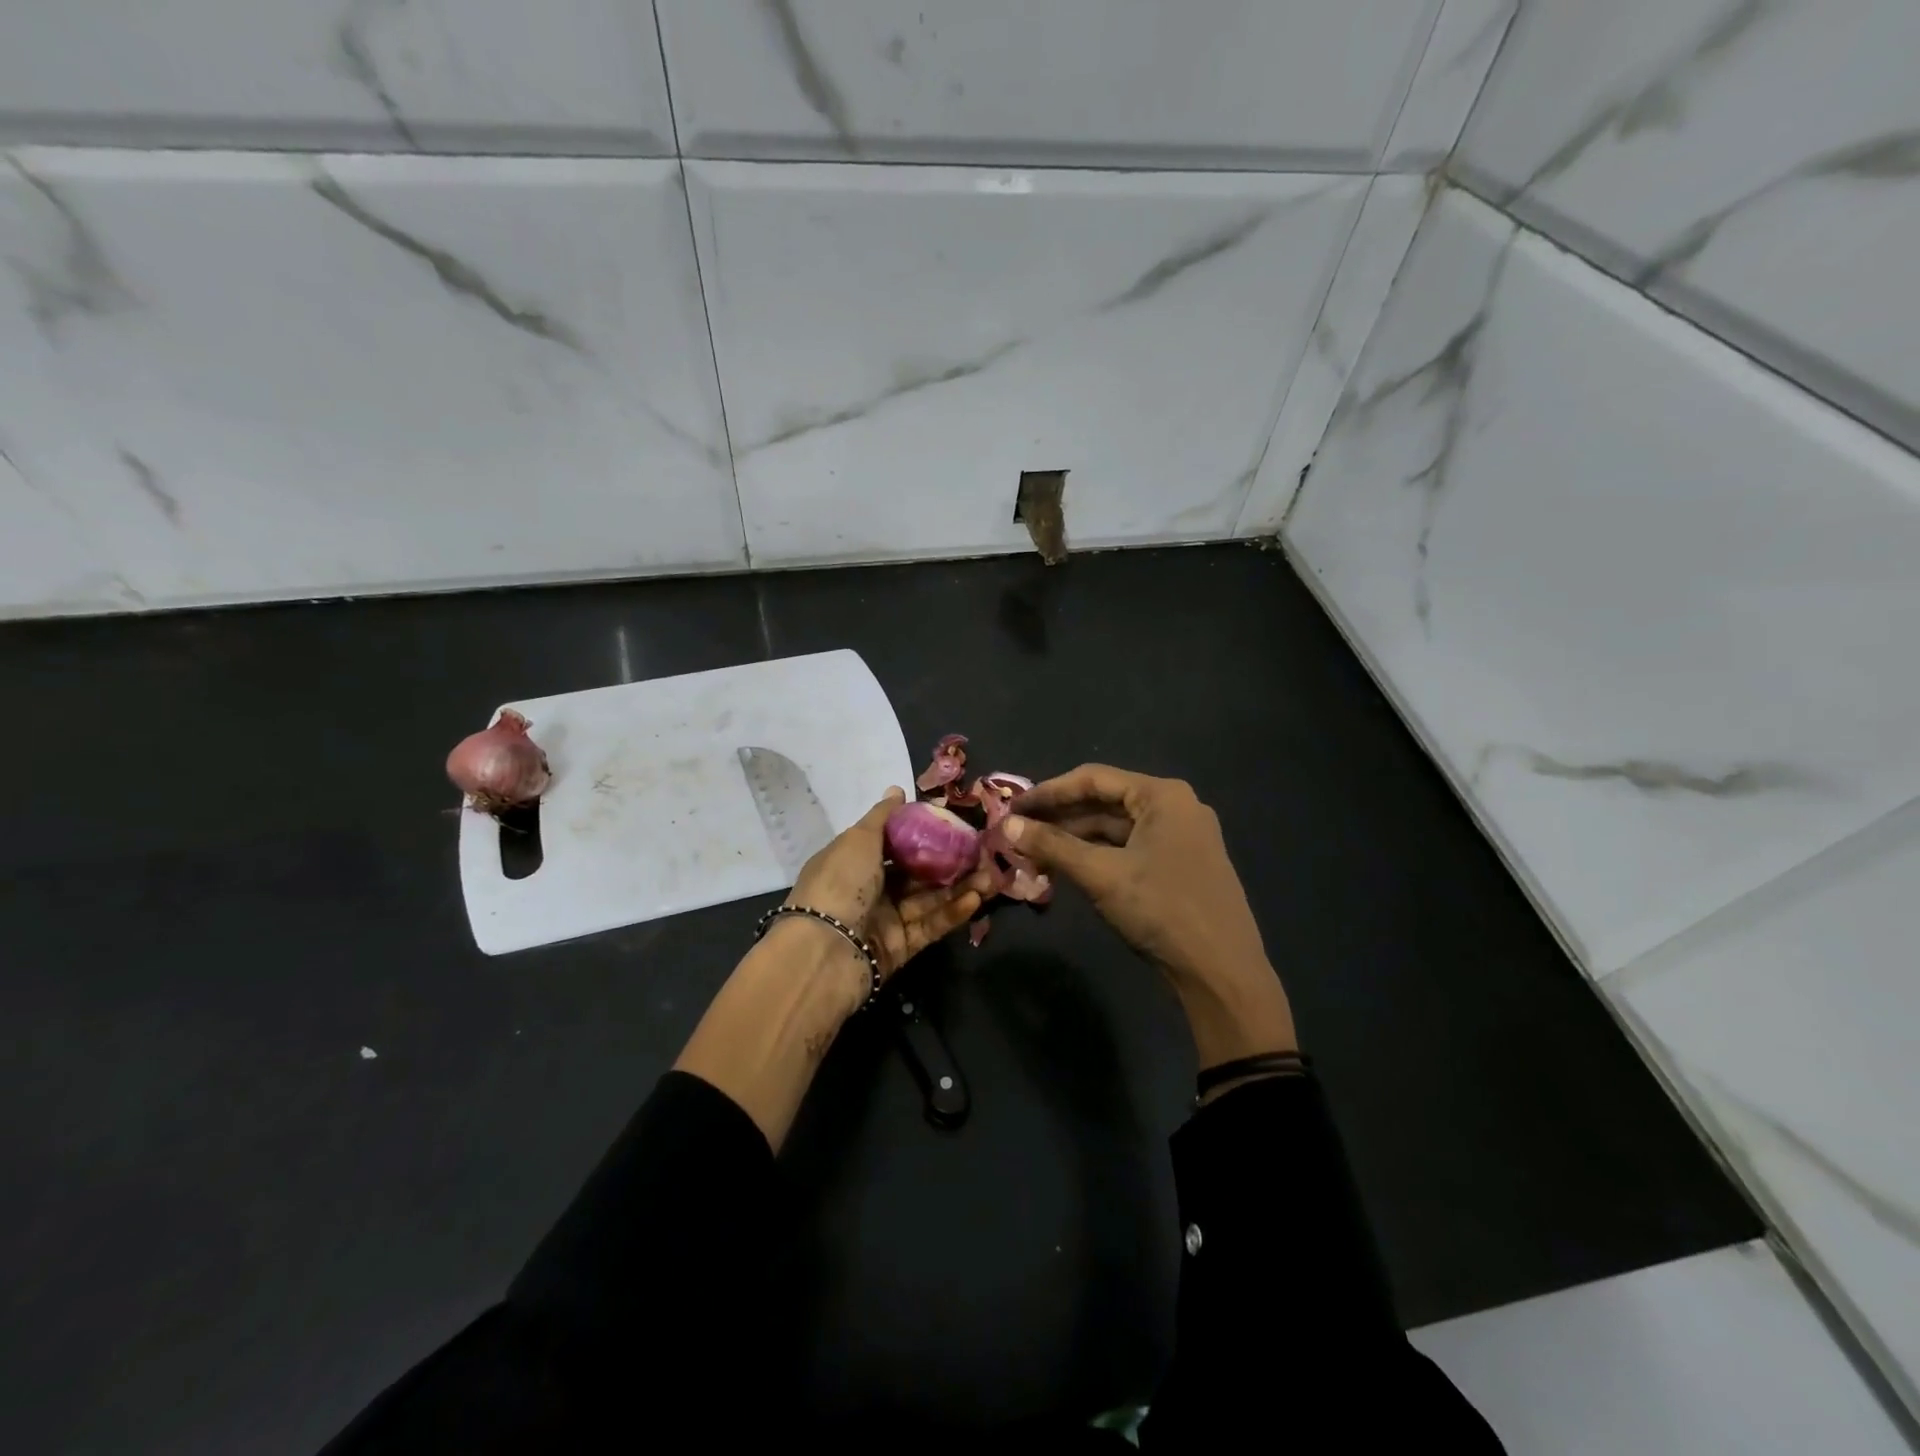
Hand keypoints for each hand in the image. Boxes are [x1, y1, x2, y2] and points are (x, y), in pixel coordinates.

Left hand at [677, 788, 988, 1152]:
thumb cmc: (839, 883)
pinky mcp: (900, 948)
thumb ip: (883, 816)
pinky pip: (930, 925)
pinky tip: (977, 898)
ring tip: (991, 874)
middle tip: (983, 851)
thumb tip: (897, 790)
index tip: (954, 822)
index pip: (892, 841)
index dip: (922, 831)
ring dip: (959, 886)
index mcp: (853, 860)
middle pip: (915, 871)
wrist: (824, 953)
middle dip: (949, 860)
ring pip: (928, 898)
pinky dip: (952, 912)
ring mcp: (885, 919)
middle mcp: (868, 888)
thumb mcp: (858, 840)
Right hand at [1006, 765, 1295, 1065]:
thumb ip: (1052, 846)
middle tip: (1018, 832)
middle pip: (1105, 802)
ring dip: (1075, 840)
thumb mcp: (1101, 875)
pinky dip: (1097, 857)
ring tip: (1034, 855)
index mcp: (1162, 795)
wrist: (1222, 972)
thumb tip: (1006, 825)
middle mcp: (1175, 807)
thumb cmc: (1162, 910)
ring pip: (1115, 829)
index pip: (1093, 779)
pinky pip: (1129, 849)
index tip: (1012, 807)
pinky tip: (1068, 870)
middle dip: (1059, 819)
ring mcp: (1181, 837)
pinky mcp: (1180, 865)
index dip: (1048, 792)